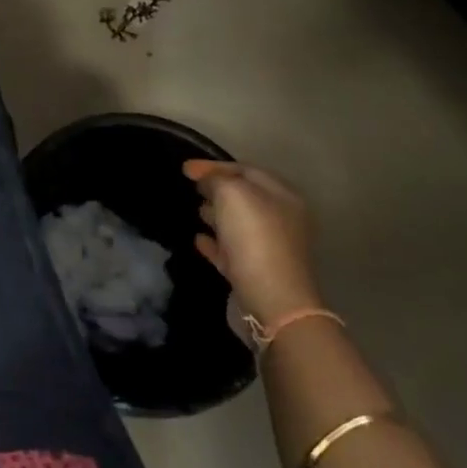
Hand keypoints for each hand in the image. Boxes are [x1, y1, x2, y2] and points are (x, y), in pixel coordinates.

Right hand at [184, 161, 323, 324]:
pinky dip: (214, 243)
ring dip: (216, 215)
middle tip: (191, 187)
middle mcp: (280, 219)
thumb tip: (206, 180)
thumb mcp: (232, 194)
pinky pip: (230, 251)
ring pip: (238, 224)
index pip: (246, 170)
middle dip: (217, 189)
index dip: (214, 166)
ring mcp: (269, 248)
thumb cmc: (254, 237)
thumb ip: (216, 179)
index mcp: (282, 196)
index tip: (184, 169)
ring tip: (195, 210)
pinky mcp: (255, 273)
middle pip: (244, 197)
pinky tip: (198, 239)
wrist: (272, 302)